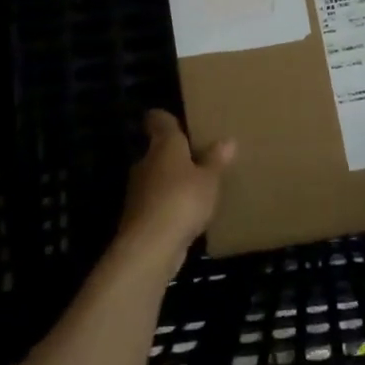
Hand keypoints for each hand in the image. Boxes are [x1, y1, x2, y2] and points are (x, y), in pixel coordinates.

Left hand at [118, 111, 234, 270]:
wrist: (150, 246)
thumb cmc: (182, 200)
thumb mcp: (209, 180)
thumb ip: (216, 160)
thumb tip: (227, 140)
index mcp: (164, 145)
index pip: (158, 120)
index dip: (165, 118)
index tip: (176, 121)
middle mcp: (146, 162)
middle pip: (157, 150)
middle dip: (174, 154)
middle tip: (197, 158)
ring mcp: (138, 190)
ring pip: (156, 177)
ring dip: (171, 181)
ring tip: (194, 188)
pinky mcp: (137, 216)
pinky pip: (156, 202)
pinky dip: (167, 204)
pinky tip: (185, 214)